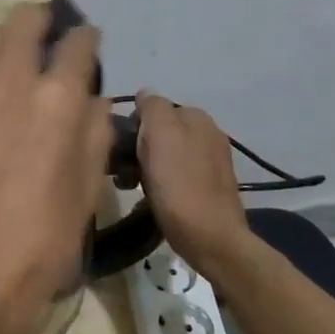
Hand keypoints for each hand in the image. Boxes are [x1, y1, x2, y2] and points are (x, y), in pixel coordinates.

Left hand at [0, 5, 113, 333]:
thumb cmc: (45, 236)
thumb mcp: (89, 186)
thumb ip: (94, 130)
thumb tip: (90, 99)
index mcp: (58, 99)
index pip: (77, 43)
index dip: (86, 38)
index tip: (88, 43)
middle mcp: (12, 82)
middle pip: (24, 20)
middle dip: (42, 21)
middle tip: (49, 38)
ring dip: (4, 41)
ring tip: (14, 63)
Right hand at [135, 92, 252, 268]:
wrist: (210, 238)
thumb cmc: (179, 184)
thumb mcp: (160, 135)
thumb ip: (152, 108)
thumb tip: (145, 95)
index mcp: (197, 117)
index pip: (153, 107)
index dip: (134, 126)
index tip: (124, 148)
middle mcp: (208, 134)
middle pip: (159, 132)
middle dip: (138, 148)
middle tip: (124, 171)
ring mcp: (211, 162)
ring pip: (165, 155)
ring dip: (145, 167)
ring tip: (132, 187)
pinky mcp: (208, 188)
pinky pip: (175, 176)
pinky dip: (160, 183)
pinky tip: (151, 198)